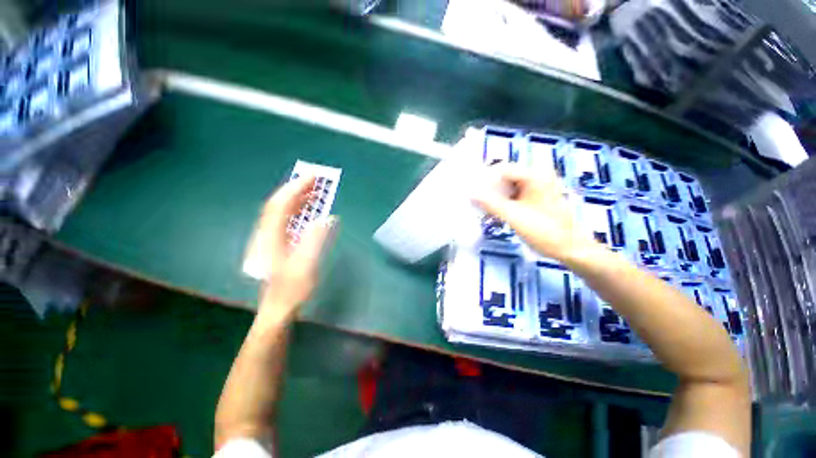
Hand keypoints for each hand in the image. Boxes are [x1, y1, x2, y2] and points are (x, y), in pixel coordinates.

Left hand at [249, 175, 335, 322]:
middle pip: (279, 204)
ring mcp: (270, 238)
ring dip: (297, 198)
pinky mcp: (276, 242)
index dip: (295, 188)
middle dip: (296, 189)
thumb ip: (316, 239)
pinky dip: (297, 210)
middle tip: (315, 180)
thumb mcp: (306, 265)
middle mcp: (267, 233)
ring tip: (315, 190)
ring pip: (282, 211)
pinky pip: (286, 219)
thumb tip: (328, 217)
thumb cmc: (292, 288)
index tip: (311, 178)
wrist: (278, 306)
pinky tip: (309, 209)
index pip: (281, 205)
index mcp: (272, 237)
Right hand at [472, 163, 597, 261]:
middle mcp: (538, 177)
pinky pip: (516, 195)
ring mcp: (539, 188)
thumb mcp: (514, 216)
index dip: (485, 179)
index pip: (502, 169)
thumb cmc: (544, 231)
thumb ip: (490, 203)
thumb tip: (470, 193)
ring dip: (496, 196)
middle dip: (489, 189)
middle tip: (475, 201)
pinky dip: (504, 202)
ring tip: (483, 208)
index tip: (471, 191)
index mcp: (535, 176)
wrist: (571, 249)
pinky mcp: (538, 198)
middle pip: (506, 177)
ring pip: (509, 187)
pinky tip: (496, 212)